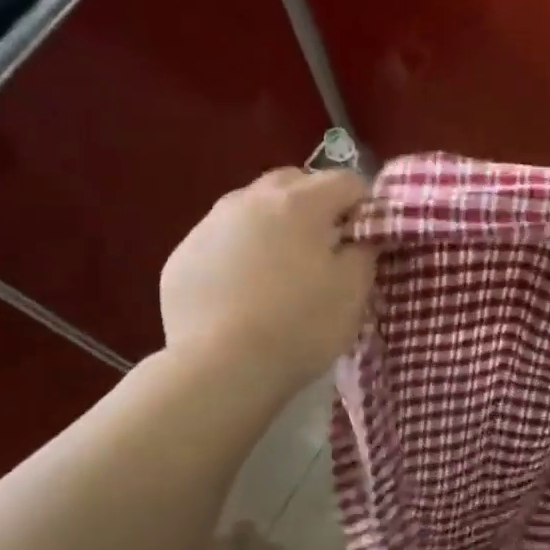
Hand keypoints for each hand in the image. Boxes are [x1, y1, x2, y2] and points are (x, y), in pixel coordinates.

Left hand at [159, 168, 374, 394]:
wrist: (219, 368)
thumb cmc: (300, 326)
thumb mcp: (353, 291)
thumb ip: (363, 251)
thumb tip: (359, 237)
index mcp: (300, 202)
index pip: (347, 181)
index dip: (365, 206)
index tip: (367, 238)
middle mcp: (250, 200)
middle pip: (293, 182)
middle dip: (315, 204)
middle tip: (325, 246)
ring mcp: (210, 225)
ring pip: (251, 208)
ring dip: (273, 225)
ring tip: (280, 268)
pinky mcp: (182, 256)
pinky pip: (222, 240)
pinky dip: (239, 253)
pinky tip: (244, 292)